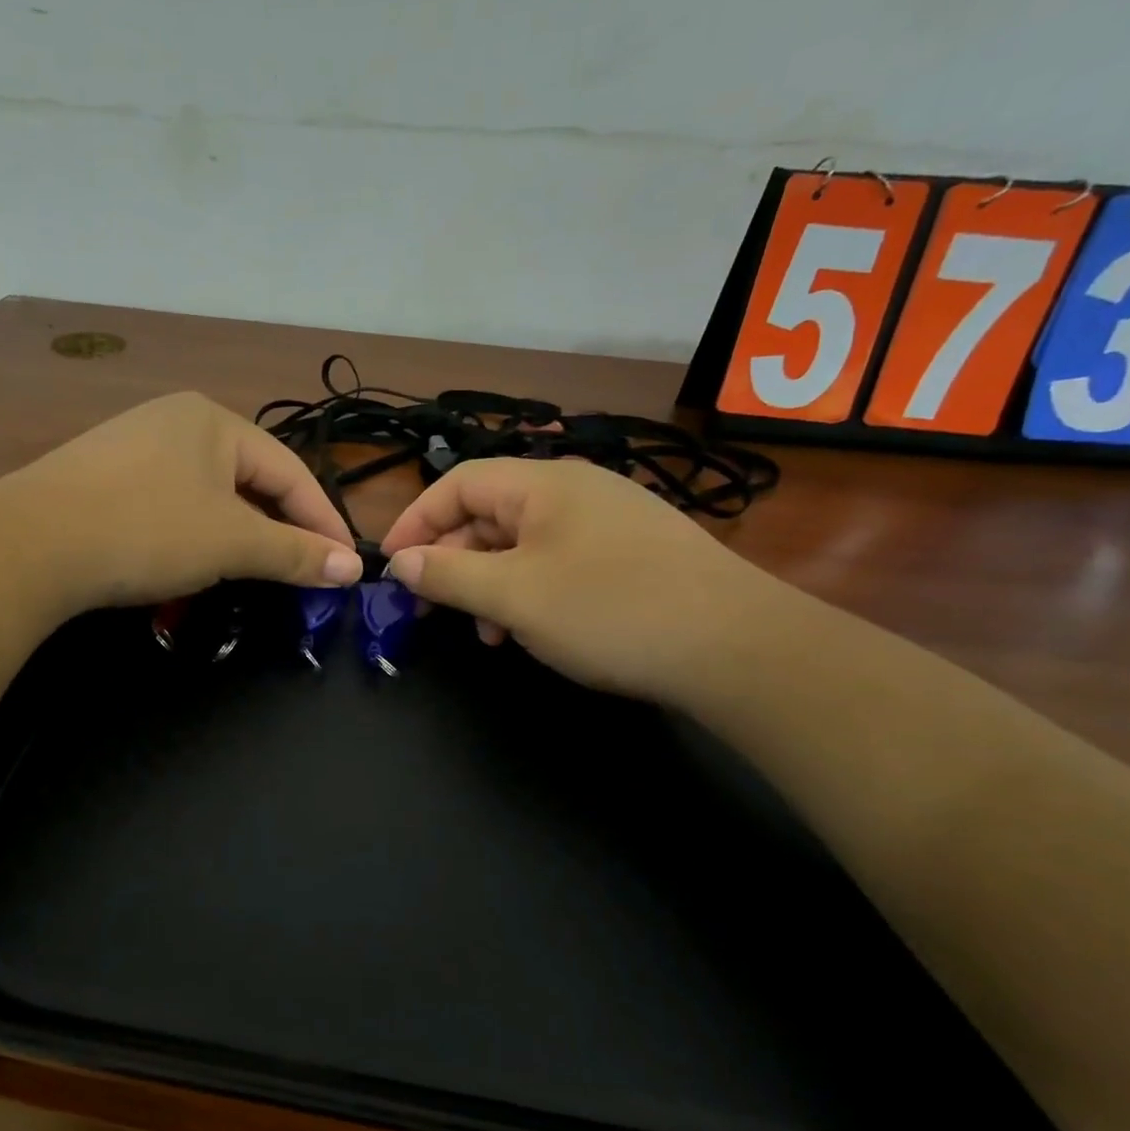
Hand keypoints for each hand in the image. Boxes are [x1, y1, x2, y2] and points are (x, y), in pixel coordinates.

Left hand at [0, 392, 361, 614]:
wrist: (28, 544)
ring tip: (252, 570)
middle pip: (250, 479)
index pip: (291, 471)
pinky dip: (194, 533)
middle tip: (302, 570)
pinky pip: (170, 503)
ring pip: (209, 494)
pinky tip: (190, 560)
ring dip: (237, 534)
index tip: (345, 565)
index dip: (323, 520)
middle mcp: (175, 421)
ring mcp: (133, 446)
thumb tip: (352, 569)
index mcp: (214, 420)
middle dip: (279, 527)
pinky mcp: (103, 477)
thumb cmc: (148, 529)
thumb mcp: (231, 543)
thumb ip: (295, 553)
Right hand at [380, 458, 787, 702]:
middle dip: (453, 560)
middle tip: (432, 608)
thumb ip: (449, 575)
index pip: (458, 484)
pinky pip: (558, 563)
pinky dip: (530, 592)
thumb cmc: (610, 610)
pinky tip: (532, 631)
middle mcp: (575, 490)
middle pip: (489, 513)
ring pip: (522, 544)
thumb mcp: (514, 596)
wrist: (738, 647)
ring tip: (486, 633)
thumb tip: (402, 562)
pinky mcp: (630, 555)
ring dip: (490, 584)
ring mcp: (607, 521)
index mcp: (543, 483)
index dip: (416, 521)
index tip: (391, 566)